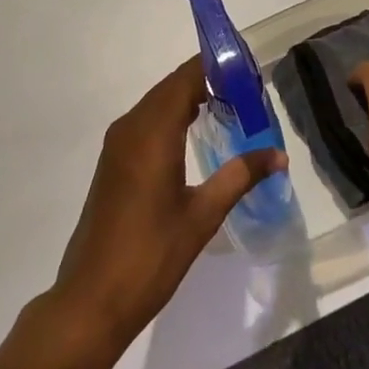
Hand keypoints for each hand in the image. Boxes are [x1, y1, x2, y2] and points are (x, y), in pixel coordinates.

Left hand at [51, 59, 284, 353]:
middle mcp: (131, 127)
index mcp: (152, 132)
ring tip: (230, 106)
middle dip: (208, 80)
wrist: (90, 302)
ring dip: (190, 98)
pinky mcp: (113, 162)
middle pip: (173, 86)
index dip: (217, 66)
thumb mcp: (202, 216)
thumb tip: (278, 154)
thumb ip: (240, 176)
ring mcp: (117, 144)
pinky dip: (173, 116)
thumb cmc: (149, 256)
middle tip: (248, 89)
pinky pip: (147, 121)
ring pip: (158, 103)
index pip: (187, 77)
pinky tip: (196, 133)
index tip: (249, 68)